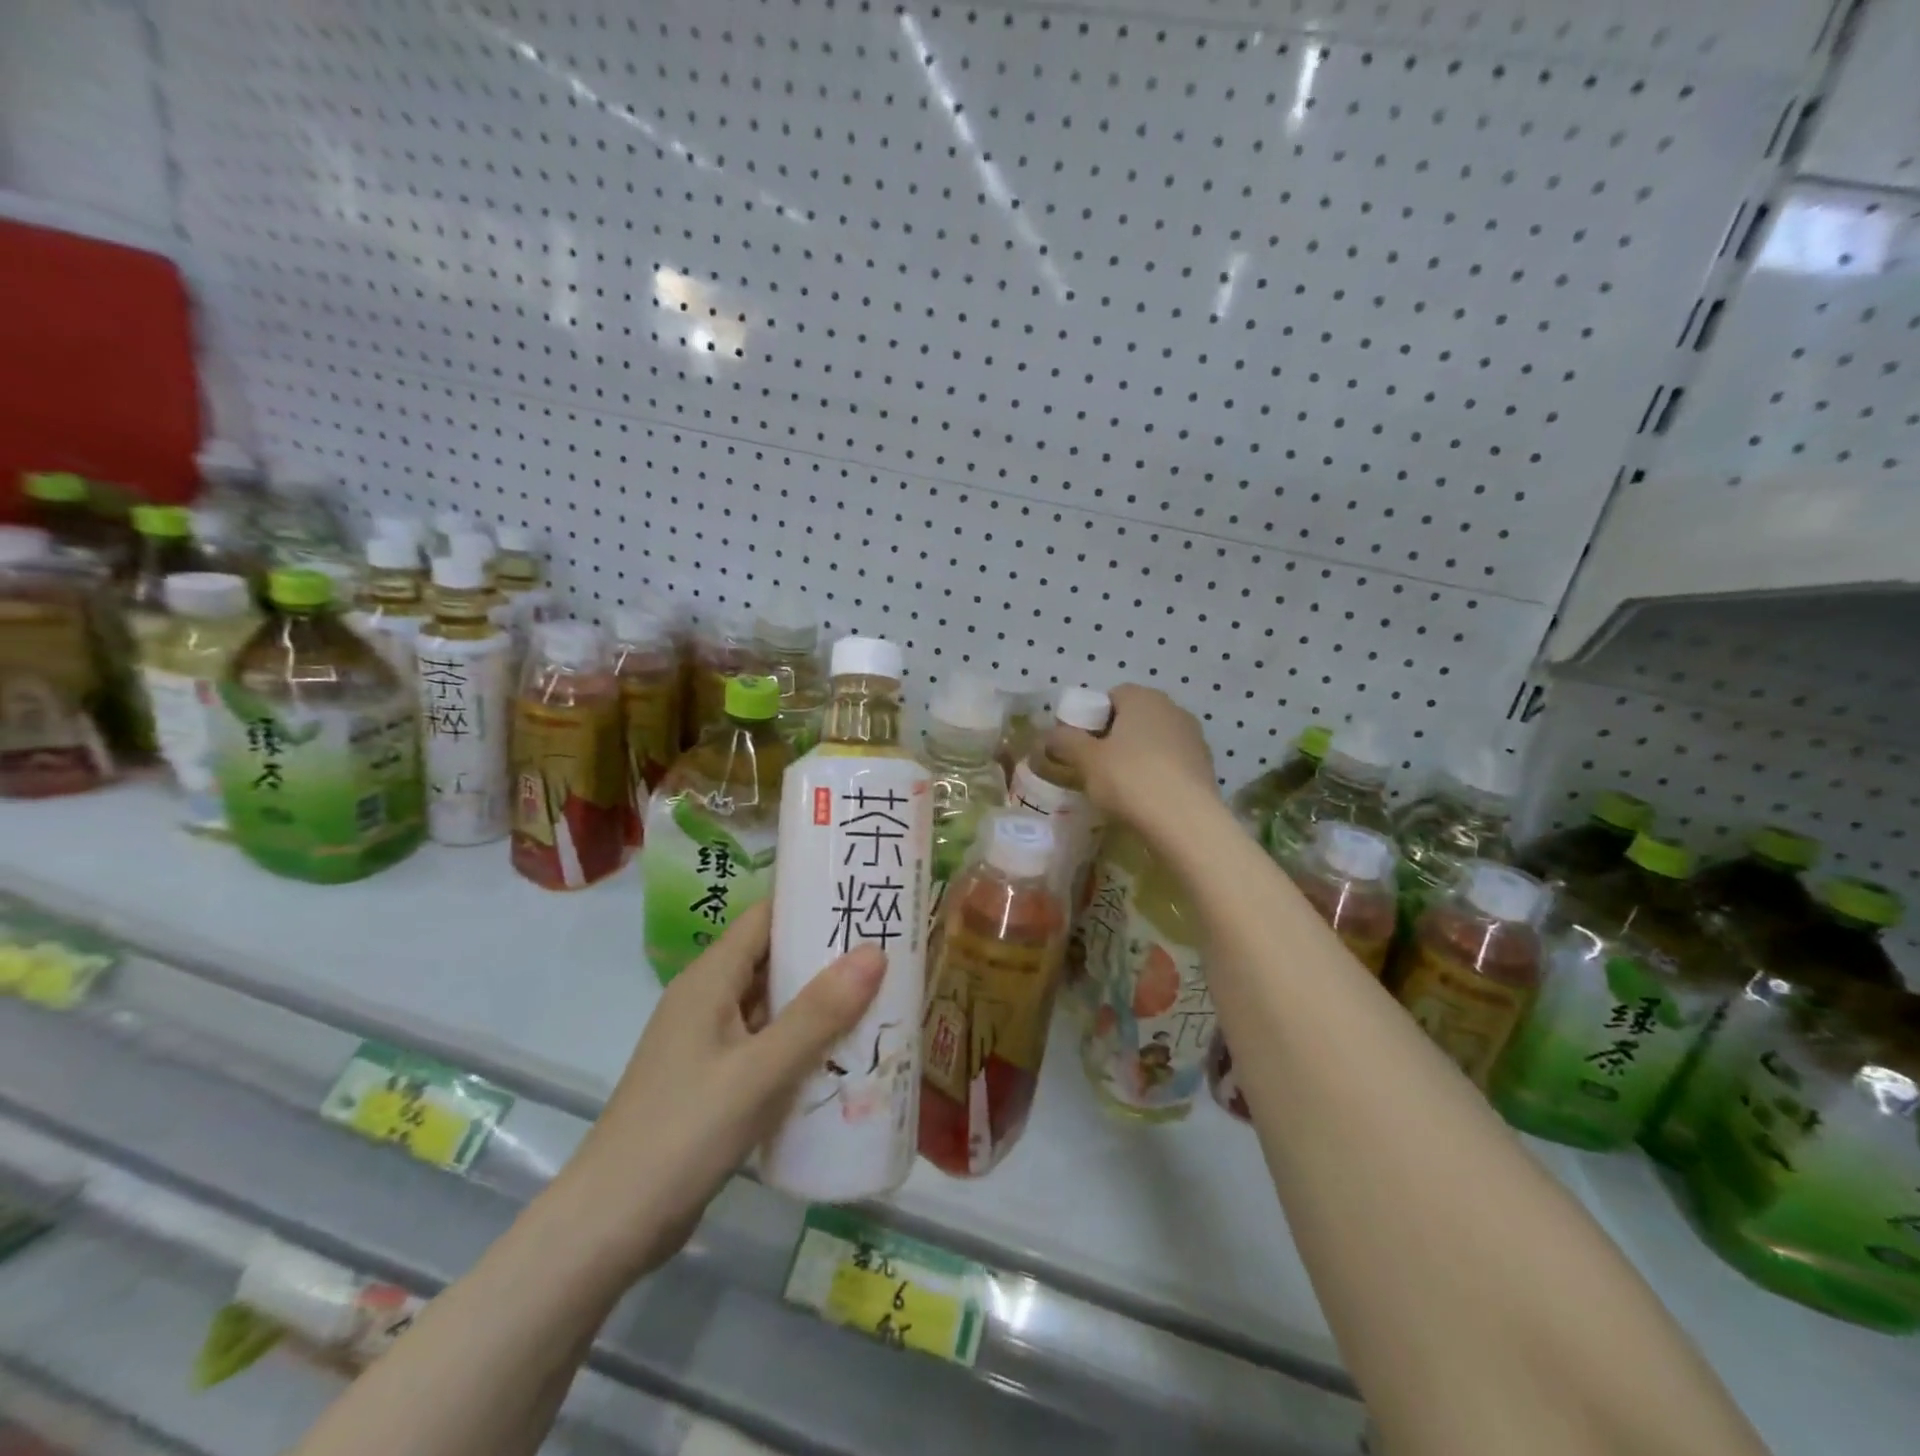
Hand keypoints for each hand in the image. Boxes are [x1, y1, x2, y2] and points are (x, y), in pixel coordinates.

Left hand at [553, 902, 884, 1277]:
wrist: (610, 1226)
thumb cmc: (684, 1133)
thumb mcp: (760, 1071)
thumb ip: (818, 1013)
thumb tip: (874, 952)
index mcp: (709, 979)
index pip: (765, 918)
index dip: (812, 903)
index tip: (864, 900)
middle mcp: (707, 999)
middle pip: (772, 958)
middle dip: (826, 954)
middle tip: (888, 951)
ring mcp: (708, 1042)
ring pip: (772, 1004)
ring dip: (818, 1001)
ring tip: (881, 996)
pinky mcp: (713, 1080)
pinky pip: (766, 1043)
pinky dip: (802, 1041)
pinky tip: (842, 1054)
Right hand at [1046, 684, 1216, 831]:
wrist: (1185, 821)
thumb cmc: (1130, 779)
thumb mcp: (1086, 760)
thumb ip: (1065, 742)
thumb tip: (1049, 734)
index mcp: (1143, 698)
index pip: (1112, 696)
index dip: (1092, 718)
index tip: (1081, 744)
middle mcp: (1172, 709)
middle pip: (1135, 718)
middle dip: (1115, 737)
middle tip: (1096, 765)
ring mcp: (1194, 737)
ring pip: (1155, 740)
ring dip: (1138, 756)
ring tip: (1121, 786)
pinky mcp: (1206, 766)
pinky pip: (1172, 763)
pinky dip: (1158, 774)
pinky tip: (1146, 798)